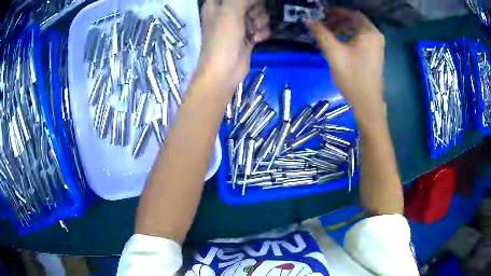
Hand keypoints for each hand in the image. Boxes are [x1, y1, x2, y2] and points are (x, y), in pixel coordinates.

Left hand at [197, 0, 269, 91]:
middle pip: (250, 2)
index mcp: (217, 5)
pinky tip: (256, 39)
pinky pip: (261, 27)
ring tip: (254, 31)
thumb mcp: (230, 12)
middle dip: (256, 8)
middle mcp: (228, 12)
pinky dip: (262, 33)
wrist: (224, 71)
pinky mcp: (248, 36)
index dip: (245, 0)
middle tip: (251, 16)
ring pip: (258, 13)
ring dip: (260, 21)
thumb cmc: (223, 39)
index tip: (250, 3)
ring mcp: (239, 25)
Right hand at [304, 9, 385, 127]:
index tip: (321, 14)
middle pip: (355, 21)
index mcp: (369, 32)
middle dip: (338, 20)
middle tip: (322, 24)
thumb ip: (320, 33)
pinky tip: (338, 43)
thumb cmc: (352, 77)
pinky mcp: (375, 54)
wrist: (367, 103)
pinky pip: (361, 39)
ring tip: (327, 33)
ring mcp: (377, 46)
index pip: (351, 14)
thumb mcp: (334, 53)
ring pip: (357, 30)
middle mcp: (376, 36)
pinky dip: (349, 37)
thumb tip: (306, 19)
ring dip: (342, 29)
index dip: (335, 12)